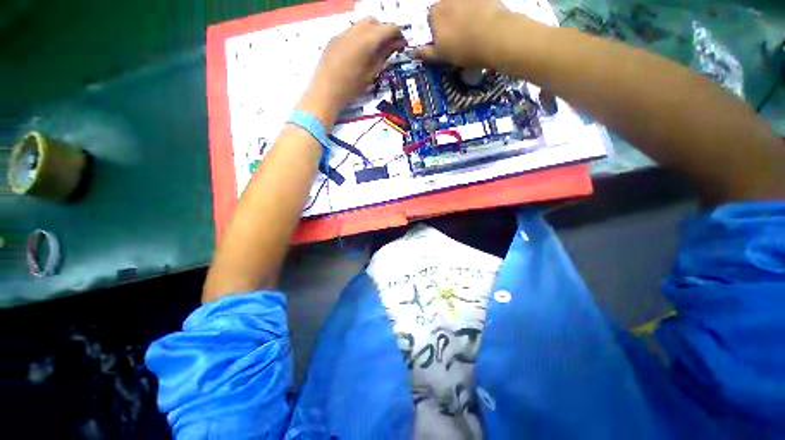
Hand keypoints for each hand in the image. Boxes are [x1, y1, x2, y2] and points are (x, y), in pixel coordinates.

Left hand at [298, 18, 405, 125]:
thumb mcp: (372, 73)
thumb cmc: (351, 88)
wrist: (325, 92)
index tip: (402, 45)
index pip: (389, 28)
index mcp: (367, 41)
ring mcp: (342, 33)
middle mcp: (355, 31)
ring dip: (371, 32)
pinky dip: (360, 37)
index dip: (398, 35)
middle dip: (384, 31)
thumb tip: (396, 44)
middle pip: (374, 21)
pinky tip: (359, 54)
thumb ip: (384, 56)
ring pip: (361, 24)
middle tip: (388, 48)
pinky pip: (351, 31)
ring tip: (373, 51)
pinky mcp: (334, 38)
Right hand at [417, 0, 518, 66]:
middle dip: (449, 21)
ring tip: (473, 29)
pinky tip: (484, 21)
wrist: (495, 36)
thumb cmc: (464, 49)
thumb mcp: (441, 56)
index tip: (444, 42)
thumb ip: (426, 53)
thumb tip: (413, 53)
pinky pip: (476, 4)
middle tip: (459, 37)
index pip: (430, 19)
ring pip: (461, 6)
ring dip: (463, 14)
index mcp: (435, 13)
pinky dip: (478, 10)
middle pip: (445, 10)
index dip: (436, 31)